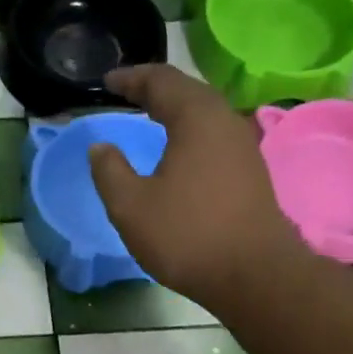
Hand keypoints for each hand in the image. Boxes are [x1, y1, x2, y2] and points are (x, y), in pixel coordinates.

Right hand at [88, 64, 304, 306]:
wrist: (253, 275)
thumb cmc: (187, 235)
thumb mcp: (131, 206)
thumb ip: (109, 171)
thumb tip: (99, 147)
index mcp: (196, 118)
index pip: (160, 81)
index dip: (130, 78)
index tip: (107, 82)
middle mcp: (225, 121)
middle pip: (188, 90)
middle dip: (155, 89)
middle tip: (127, 94)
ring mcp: (243, 146)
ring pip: (205, 113)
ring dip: (176, 109)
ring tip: (150, 117)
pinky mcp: (251, 171)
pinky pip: (214, 135)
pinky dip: (190, 131)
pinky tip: (178, 151)